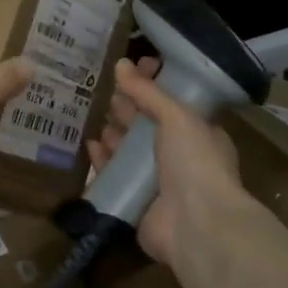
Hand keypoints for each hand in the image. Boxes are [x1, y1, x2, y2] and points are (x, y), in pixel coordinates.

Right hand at [88, 56, 251, 267]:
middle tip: (105, 89)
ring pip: (129, 151)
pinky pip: (115, 176)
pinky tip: (90, 146)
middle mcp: (178, 156)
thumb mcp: (177, 117)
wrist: (196, 225)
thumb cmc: (195, 162)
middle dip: (128, 109)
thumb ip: (148, 92)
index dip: (152, 84)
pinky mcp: (135, 201)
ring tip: (93, 113)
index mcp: (198, 133)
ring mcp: (157, 181)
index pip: (171, 102)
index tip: (130, 68)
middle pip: (147, 126)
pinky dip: (102, 160)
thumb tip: (121, 63)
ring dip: (113, 133)